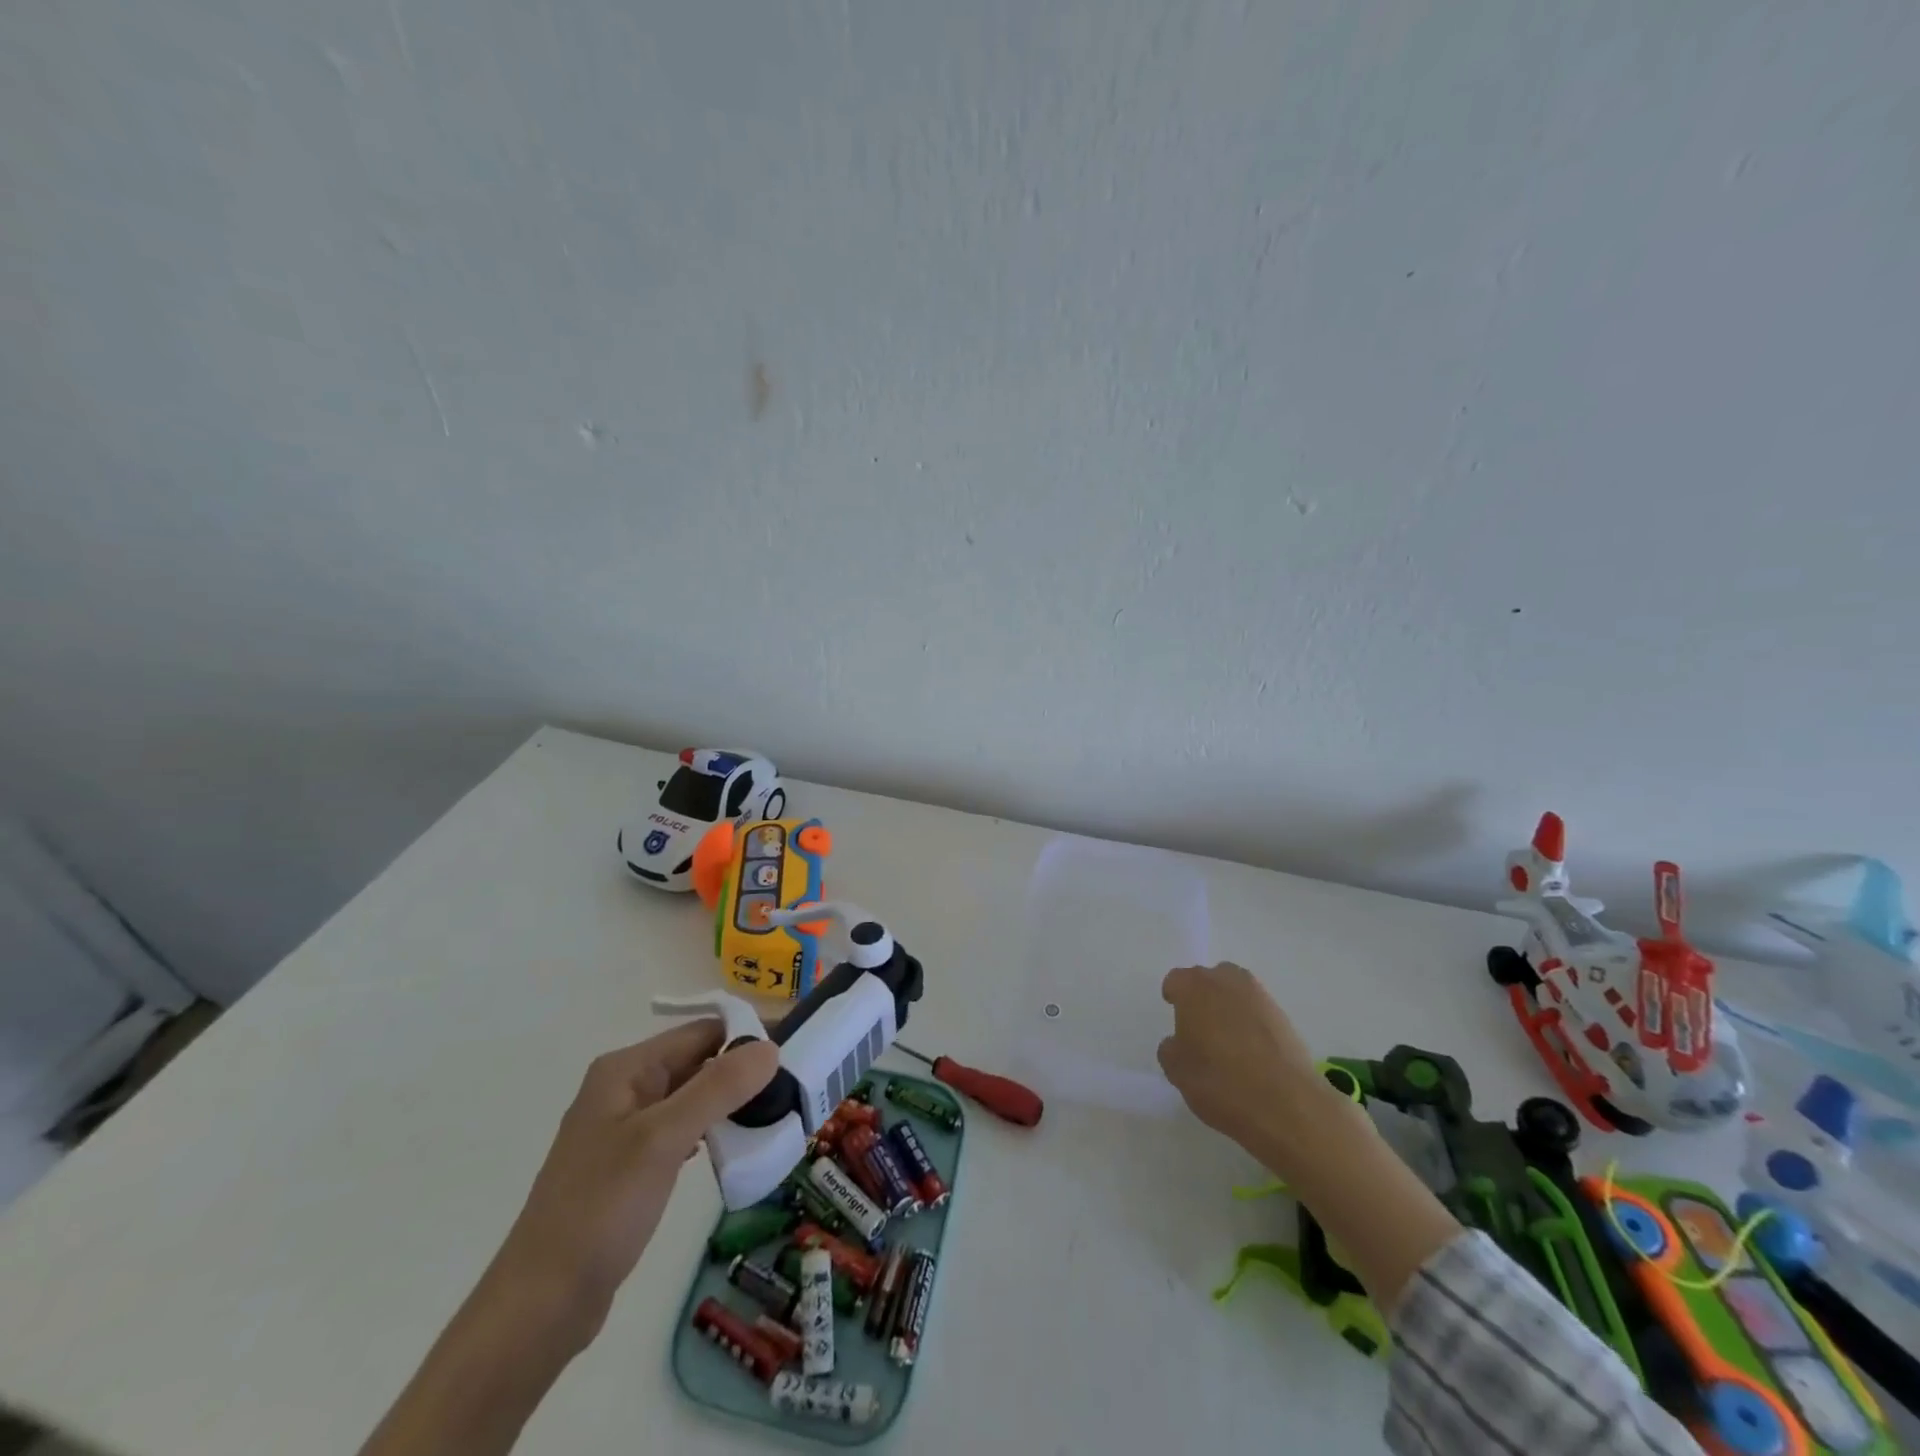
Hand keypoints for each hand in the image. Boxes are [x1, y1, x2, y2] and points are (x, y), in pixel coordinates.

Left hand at [489, 1022, 778, 1342]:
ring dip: (730, 1101)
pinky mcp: (631, 1165)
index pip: (700, 1032)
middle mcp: (624, 1088)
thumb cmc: (600, 1210)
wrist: (540, 1305)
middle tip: (792, 1085)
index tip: (794, 1050)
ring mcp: (625, 1128)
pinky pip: (681, 1128)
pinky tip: (733, 1146)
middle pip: (697, 1060)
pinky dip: (710, 1129)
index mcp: (626, 1069)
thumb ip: (718, 1088)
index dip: (746, 1035)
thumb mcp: (663, 1139)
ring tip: (774, 1113)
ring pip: (692, 1096)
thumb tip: (770, 1047)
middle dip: (742, 1069)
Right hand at [1157, 962, 1343, 1158]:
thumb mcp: (1176, 1071)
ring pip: (1237, 992)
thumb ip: (1171, 1048)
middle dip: (1203, 996)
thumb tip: (1179, 1042)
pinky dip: (1252, 1024)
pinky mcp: (1284, 1017)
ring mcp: (1259, 997)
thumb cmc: (1219, 1081)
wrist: (1286, 1104)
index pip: (1176, 981)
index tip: (1174, 1013)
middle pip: (1209, 979)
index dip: (1174, 996)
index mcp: (1193, 988)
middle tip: (1199, 1026)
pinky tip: (1251, 1052)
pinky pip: (1258, 1012)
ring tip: (1227, 1038)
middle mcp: (1226, 982)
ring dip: (1229, 1007)